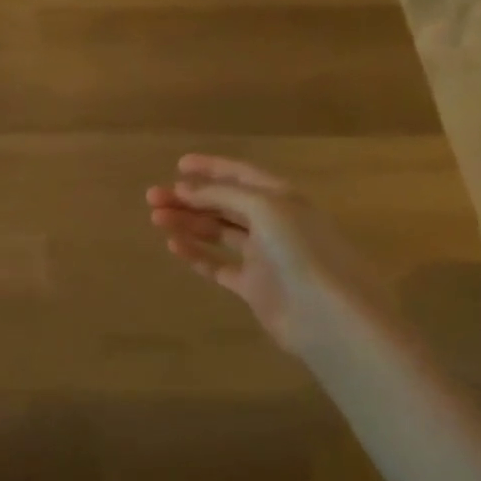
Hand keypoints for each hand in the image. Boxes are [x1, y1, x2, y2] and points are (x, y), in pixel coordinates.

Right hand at [146, 154, 389, 358]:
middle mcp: (272, 223)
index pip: (241, 175)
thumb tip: (184, 190)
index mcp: (281, 199)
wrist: (328, 315)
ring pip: (217, 232)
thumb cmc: (300, 251)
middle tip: (152, 198)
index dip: (211, 168)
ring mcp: (262, 256)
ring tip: (156, 219)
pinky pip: (218, 265)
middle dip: (189, 198)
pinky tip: (174, 246)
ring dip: (187, 223)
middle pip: (224, 204)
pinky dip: (196, 254)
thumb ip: (223, 196)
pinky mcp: (253, 286)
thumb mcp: (264, 209)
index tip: (178, 165)